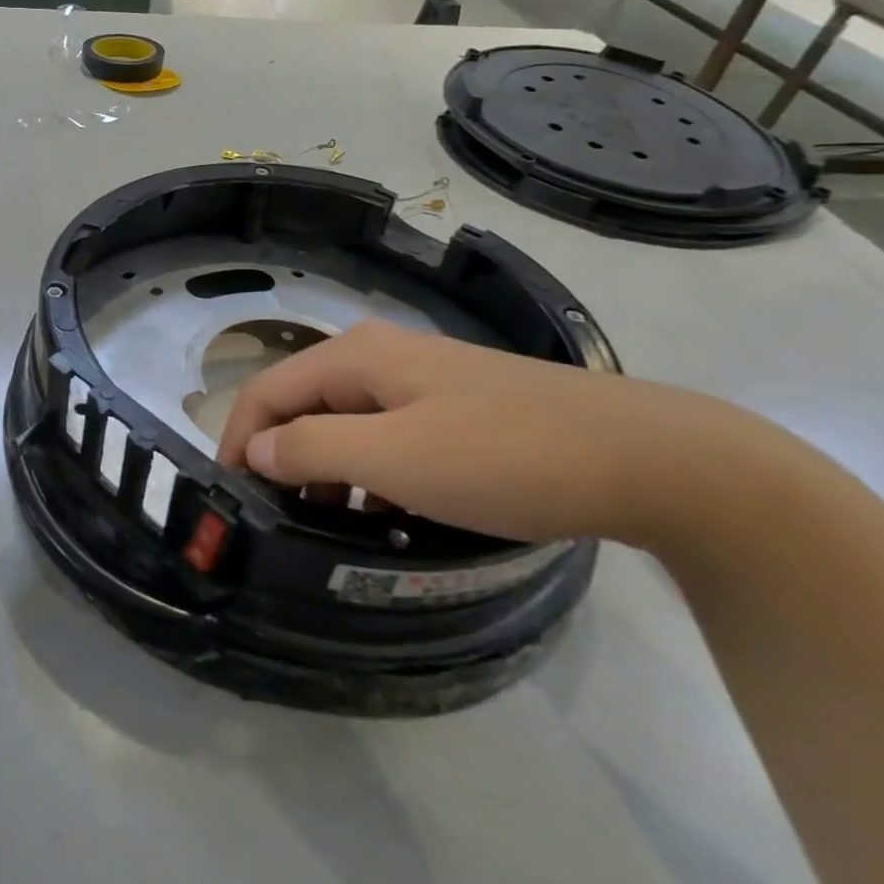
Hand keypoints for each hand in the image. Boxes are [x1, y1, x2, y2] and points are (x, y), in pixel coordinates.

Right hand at [216, 319, 794, 549]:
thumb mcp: (395, 458)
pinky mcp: (455, 406)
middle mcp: (378, 356)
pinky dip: (369, 472)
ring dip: (325, 471)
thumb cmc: (507, 455)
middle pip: (302, 403)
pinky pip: (385, 435)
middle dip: (280, 458)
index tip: (230, 500)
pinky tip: (387, 513)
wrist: (652, 459)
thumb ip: (311, 449)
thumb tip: (254, 447)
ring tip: (331, 527)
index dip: (236, 440)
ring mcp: (421, 379)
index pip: (266, 390)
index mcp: (355, 356)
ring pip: (344, 422)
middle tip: (279, 521)